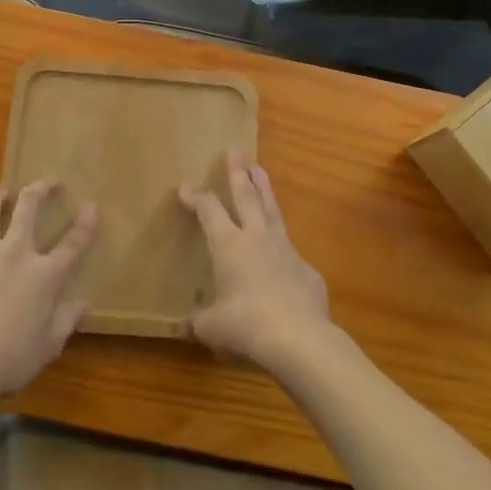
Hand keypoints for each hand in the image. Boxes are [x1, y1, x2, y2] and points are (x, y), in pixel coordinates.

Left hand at [0, 182, 97, 403]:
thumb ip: (67, 321)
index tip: (92, 204)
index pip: (73, 242)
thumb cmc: (8, 360)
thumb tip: (84, 305)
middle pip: (28, 206)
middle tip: (46, 184)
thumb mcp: (48, 347)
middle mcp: (16, 253)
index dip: (86, 222)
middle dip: (39, 188)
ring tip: (1, 195)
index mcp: (45, 275)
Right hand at [178, 154, 331, 372]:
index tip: (185, 186)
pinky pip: (290, 248)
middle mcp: (256, 238)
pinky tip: (282, 251)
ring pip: (272, 209)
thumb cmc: (247, 326)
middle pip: (245, 195)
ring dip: (264, 187)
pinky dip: (282, 242)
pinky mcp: (306, 269)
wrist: (300, 339)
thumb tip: (183, 328)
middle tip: (234, 150)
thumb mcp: (213, 328)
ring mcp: (285, 249)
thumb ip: (198, 323)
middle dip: (238, 172)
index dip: (196, 197)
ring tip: (260, 168)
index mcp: (229, 245)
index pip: (209, 211)